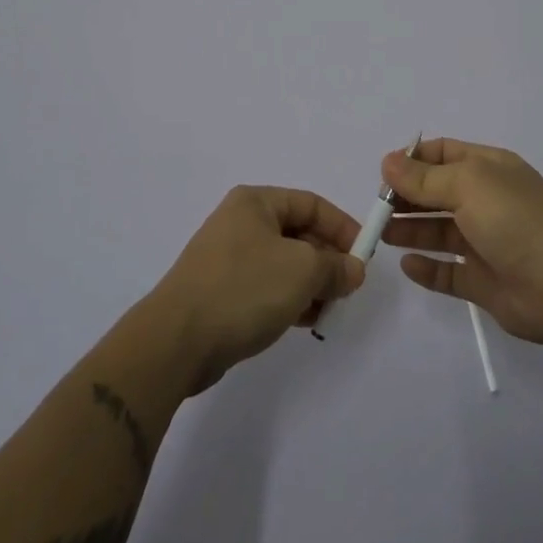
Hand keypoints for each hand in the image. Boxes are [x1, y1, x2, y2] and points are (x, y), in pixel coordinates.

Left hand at [146, 186, 364, 394]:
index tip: (365, 256)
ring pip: (283, 263)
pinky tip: (303, 320)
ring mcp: (228, 257)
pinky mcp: (221, 290)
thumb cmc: (244, 288)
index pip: (311, 204)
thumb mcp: (302, 271)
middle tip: (347, 288)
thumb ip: (335, 266)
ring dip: (310, 283)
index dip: (342, 227)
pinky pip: (266, 286)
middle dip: (326, 260)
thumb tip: (353, 269)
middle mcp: (240, 222)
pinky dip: (288, 298)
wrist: (177, 339)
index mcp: (256, 202)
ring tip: (327, 309)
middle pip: (297, 233)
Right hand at [381, 138, 542, 347]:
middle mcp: (488, 202)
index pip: (445, 153)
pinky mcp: (484, 282)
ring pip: (440, 232)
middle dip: (407, 197)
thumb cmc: (514, 220)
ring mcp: (487, 243)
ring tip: (381, 234)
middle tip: (377, 208)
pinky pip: (449, 273)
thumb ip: (424, 178)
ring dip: (411, 230)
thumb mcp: (467, 184)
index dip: (413, 160)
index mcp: (490, 169)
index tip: (383, 173)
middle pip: (438, 193)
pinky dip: (428, 268)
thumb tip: (387, 162)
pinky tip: (407, 265)